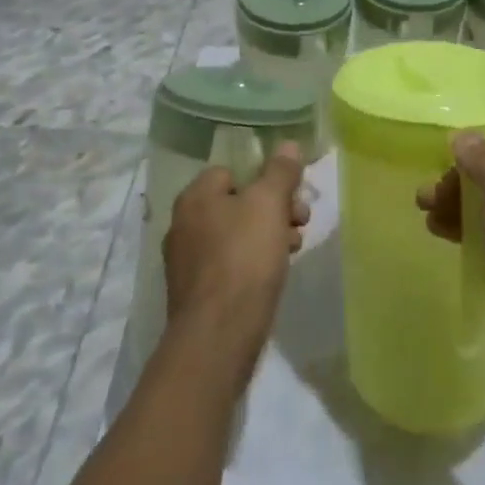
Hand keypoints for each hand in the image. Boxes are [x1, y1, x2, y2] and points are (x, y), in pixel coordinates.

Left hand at [164, 143, 310, 383]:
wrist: (217, 339)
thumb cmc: (243, 259)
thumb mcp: (269, 204)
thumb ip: (280, 172)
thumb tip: (287, 145)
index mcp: (195, 196)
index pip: (233, 171)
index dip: (265, 180)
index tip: (293, 197)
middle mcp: (184, 224)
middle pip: (238, 203)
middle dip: (273, 210)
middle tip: (300, 223)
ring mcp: (187, 261)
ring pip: (236, 235)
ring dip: (267, 237)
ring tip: (293, 250)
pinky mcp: (196, 294)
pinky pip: (230, 265)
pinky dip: (253, 265)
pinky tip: (273, 277)